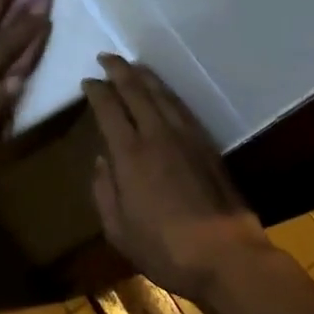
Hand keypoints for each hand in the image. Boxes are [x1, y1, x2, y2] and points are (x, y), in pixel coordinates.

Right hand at [83, 55, 275, 306]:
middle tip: (107, 57)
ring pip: (163, 95)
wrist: (226, 256)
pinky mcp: (208, 146)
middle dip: (119, 70)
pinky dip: (168, 94)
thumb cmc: (163, 248)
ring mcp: (187, 138)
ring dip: (146, 76)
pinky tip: (164, 93)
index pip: (108, 108)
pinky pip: (183, 108)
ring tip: (134, 66)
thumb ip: (104, 190)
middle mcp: (157, 136)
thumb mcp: (117, 228)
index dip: (96, 91)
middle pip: (136, 91)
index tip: (87, 81)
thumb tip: (101, 161)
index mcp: (129, 154)